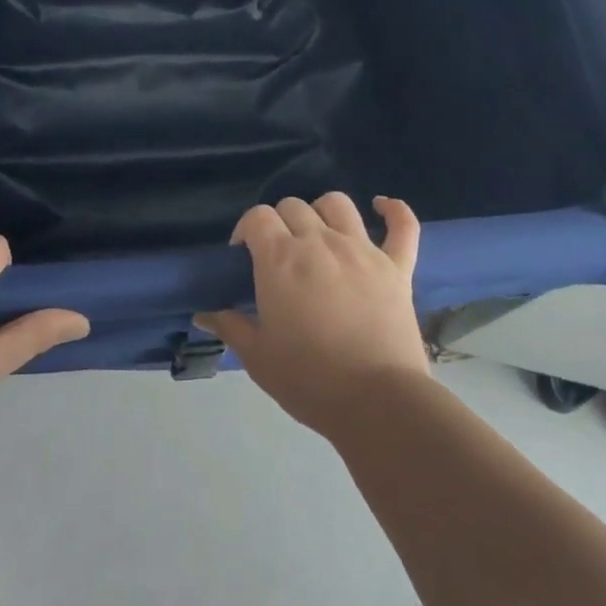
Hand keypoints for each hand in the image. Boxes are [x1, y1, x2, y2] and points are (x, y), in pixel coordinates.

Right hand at [195, 194, 427, 437]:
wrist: (376, 401)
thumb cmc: (308, 379)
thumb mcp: (257, 357)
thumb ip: (230, 326)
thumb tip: (203, 314)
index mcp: (281, 259)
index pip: (257, 216)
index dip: (246, 229)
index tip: (243, 255)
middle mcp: (321, 242)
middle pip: (294, 206)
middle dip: (279, 223)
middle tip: (278, 255)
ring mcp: (363, 250)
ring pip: (338, 205)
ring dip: (322, 212)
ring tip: (318, 234)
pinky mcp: (397, 266)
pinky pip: (403, 225)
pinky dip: (394, 210)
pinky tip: (381, 207)